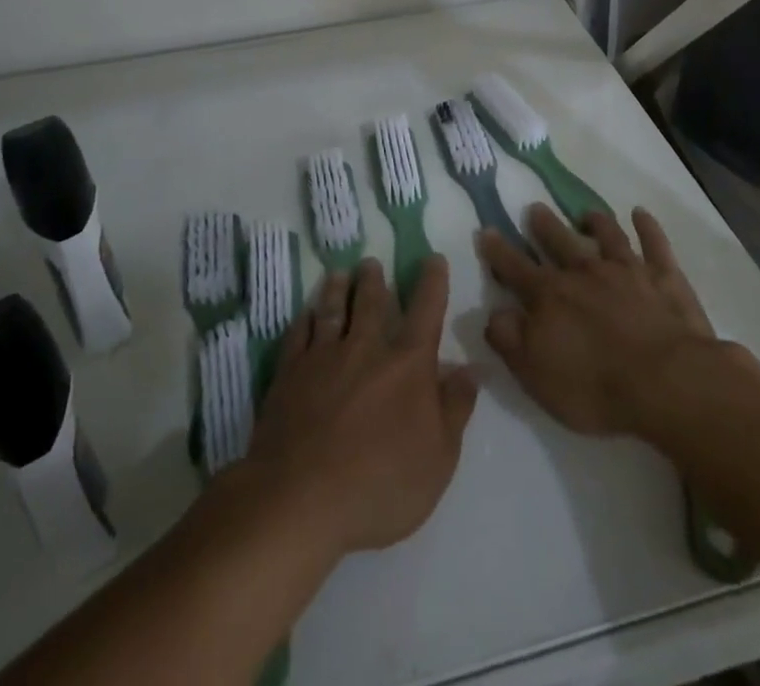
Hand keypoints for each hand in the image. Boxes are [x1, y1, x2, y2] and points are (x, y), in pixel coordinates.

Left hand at [246, 255, 477, 558]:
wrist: (300, 500)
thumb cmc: (380, 485)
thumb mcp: (438, 459)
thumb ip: (455, 409)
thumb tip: (470, 369)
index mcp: (407, 364)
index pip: (425, 311)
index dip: (432, 282)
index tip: (433, 258)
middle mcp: (365, 348)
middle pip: (371, 302)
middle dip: (373, 279)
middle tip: (371, 263)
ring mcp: (323, 358)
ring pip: (333, 311)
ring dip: (338, 290)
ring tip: (339, 274)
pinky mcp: (289, 374)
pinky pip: (298, 334)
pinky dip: (304, 319)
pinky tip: (306, 314)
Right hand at [480, 204, 741, 436]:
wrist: (666, 383)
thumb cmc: (595, 386)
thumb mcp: (536, 375)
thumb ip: (509, 340)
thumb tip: (493, 313)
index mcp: (550, 296)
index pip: (515, 268)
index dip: (498, 251)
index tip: (487, 231)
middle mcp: (584, 273)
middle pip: (560, 242)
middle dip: (545, 226)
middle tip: (535, 208)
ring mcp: (627, 271)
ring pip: (607, 236)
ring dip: (595, 222)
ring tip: (586, 213)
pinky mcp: (664, 278)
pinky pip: (655, 244)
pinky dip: (647, 227)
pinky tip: (641, 214)